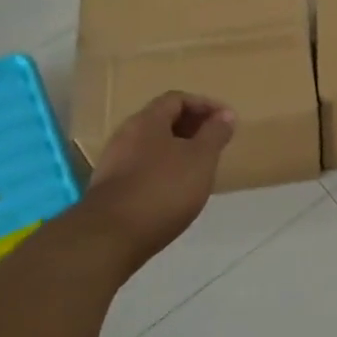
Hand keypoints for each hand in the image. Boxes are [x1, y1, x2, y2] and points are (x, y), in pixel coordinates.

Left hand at [83, 92, 234, 263]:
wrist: (109, 238)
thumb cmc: (163, 189)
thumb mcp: (201, 158)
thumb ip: (215, 134)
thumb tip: (225, 115)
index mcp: (147, 121)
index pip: (177, 99)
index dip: (205, 105)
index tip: (227, 120)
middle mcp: (126, 135)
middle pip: (162, 121)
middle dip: (192, 127)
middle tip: (216, 142)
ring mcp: (114, 163)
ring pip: (152, 146)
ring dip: (178, 150)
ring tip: (200, 167)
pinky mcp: (110, 189)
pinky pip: (142, 168)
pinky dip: (164, 170)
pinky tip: (176, 190)